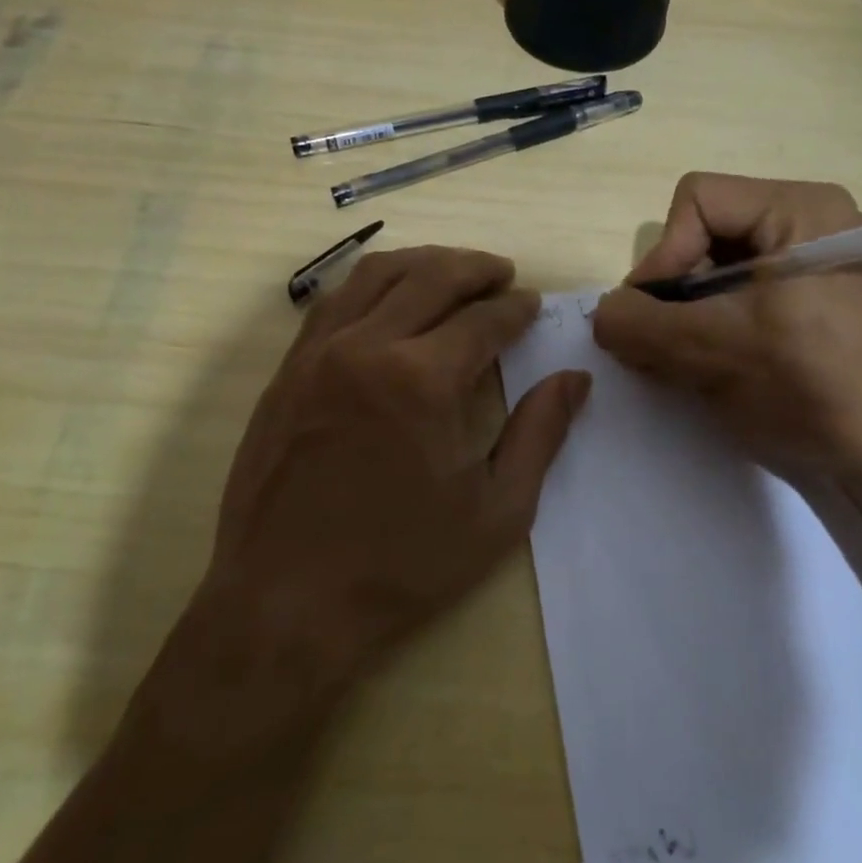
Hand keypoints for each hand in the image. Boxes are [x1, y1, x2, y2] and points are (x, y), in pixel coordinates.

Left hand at [188, 246, 589, 690]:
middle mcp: (368, 347)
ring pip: (376, 274)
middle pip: (431, 277)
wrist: (286, 600)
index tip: (532, 304)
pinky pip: (334, 300)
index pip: (483, 320)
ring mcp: (318, 353)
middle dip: (475, 268)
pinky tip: (388, 298)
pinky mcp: (288, 368)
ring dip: (423, 262)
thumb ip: (540, 435)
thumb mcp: (496, 511)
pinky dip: (371, 283)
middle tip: (501, 274)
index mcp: (423, 380)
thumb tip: (575, 379)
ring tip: (452, 270)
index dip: (515, 308)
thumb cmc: (402, 563)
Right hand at [592, 173, 861, 501]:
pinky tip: (716, 363)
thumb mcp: (707, 351)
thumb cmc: (805, 388)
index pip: (698, 201)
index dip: (664, 255)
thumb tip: (603, 313)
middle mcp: (813, 222)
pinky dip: (717, 323)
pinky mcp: (818, 300)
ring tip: (688, 359)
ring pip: (721, 266)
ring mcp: (819, 263)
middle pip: (708, 232)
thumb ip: (636, 323)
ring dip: (691, 312)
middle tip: (665, 342)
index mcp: (801, 209)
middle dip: (676, 289)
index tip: (655, 317)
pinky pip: (746, 292)